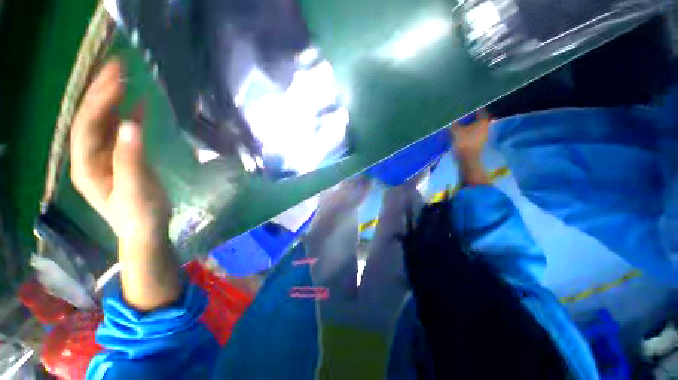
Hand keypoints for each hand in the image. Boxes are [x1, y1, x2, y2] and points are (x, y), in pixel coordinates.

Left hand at [70, 60, 179, 310]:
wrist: (145, 230)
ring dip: (112, 98)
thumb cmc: (140, 214)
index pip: (86, 125)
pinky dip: (127, 114)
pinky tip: (137, 103)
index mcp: (87, 165)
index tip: (117, 80)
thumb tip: (132, 125)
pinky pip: (119, 131)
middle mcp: (89, 156)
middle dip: (100, 91)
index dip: (99, 101)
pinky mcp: (120, 157)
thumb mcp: (136, 190)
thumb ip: (131, 159)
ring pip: (102, 121)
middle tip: (117, 66)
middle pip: (90, 118)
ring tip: (124, 77)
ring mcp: (104, 156)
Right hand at [450, 110, 490, 185]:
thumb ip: (454, 124)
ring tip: (460, 124)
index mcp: (482, 122)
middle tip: (462, 115)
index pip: (480, 111)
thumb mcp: (456, 131)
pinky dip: (468, 132)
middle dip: (470, 118)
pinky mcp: (479, 143)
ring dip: (469, 126)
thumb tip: (452, 120)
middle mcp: (485, 127)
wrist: (467, 159)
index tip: (467, 106)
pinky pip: (473, 134)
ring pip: (476, 127)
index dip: (474, 108)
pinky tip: (461, 133)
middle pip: (478, 119)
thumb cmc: (463, 142)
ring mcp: (483, 136)